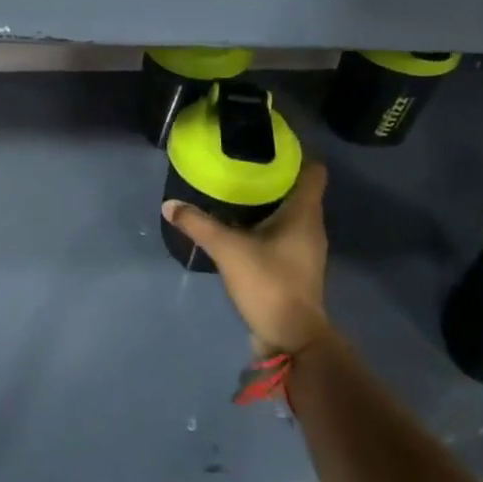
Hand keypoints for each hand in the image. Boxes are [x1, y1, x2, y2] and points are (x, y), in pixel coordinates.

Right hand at [162, 162, 333, 356]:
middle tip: (241, 163)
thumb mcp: (228, 249)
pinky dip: (264, 225)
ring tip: (236, 190)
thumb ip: (198, 224)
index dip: (296, 155)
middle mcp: (311, 227)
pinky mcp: (295, 266)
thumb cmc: (269, 282)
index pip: (313, 172)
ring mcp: (305, 249)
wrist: (291, 337)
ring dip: (268, 202)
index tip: (270, 144)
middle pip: (298, 190)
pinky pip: (282, 233)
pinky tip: (239, 225)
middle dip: (273, 176)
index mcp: (304, 213)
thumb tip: (169, 205)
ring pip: (289, 213)